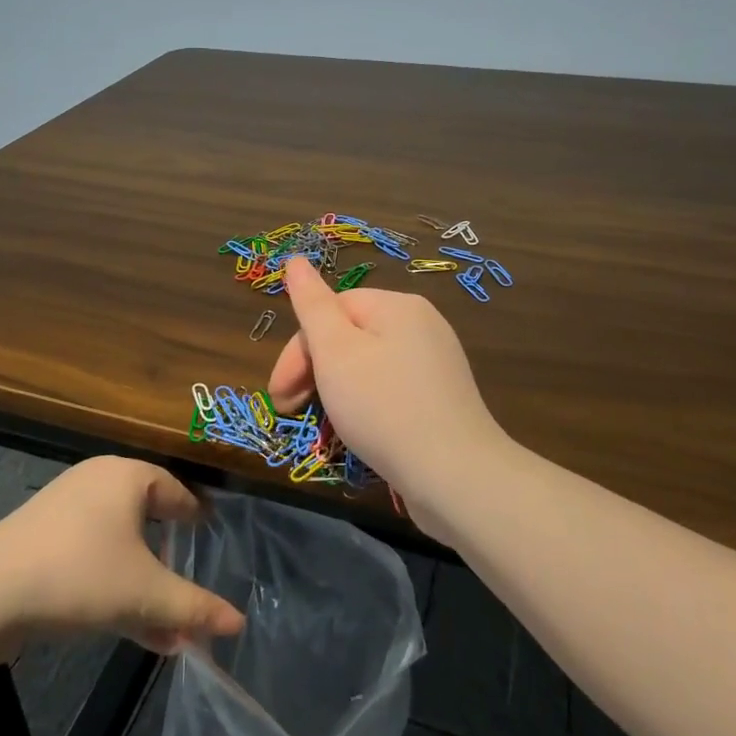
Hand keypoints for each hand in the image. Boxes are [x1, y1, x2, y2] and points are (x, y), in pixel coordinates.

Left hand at [0, 457, 244, 654]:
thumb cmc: (80, 575)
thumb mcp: (145, 595)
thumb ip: (194, 608)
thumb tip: (238, 623)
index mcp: (127, 476)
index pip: (176, 491)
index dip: (195, 518)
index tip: (210, 538)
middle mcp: (97, 482)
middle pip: (147, 521)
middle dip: (169, 565)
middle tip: (187, 589)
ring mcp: (64, 510)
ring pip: (119, 546)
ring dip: (142, 587)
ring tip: (164, 630)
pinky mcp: (40, 540)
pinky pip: (90, 557)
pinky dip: (112, 586)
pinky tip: (127, 629)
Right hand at [269, 255, 514, 534]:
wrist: (456, 476)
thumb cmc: (384, 407)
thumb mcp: (336, 352)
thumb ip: (312, 304)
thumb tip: (295, 259)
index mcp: (398, 305)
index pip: (331, 310)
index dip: (298, 350)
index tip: (279, 394)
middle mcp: (422, 325)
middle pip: (351, 335)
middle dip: (315, 371)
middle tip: (292, 411)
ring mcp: (437, 362)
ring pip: (369, 364)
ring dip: (337, 390)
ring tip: (324, 426)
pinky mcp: (443, 398)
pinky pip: (392, 389)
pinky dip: (367, 405)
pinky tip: (360, 433)